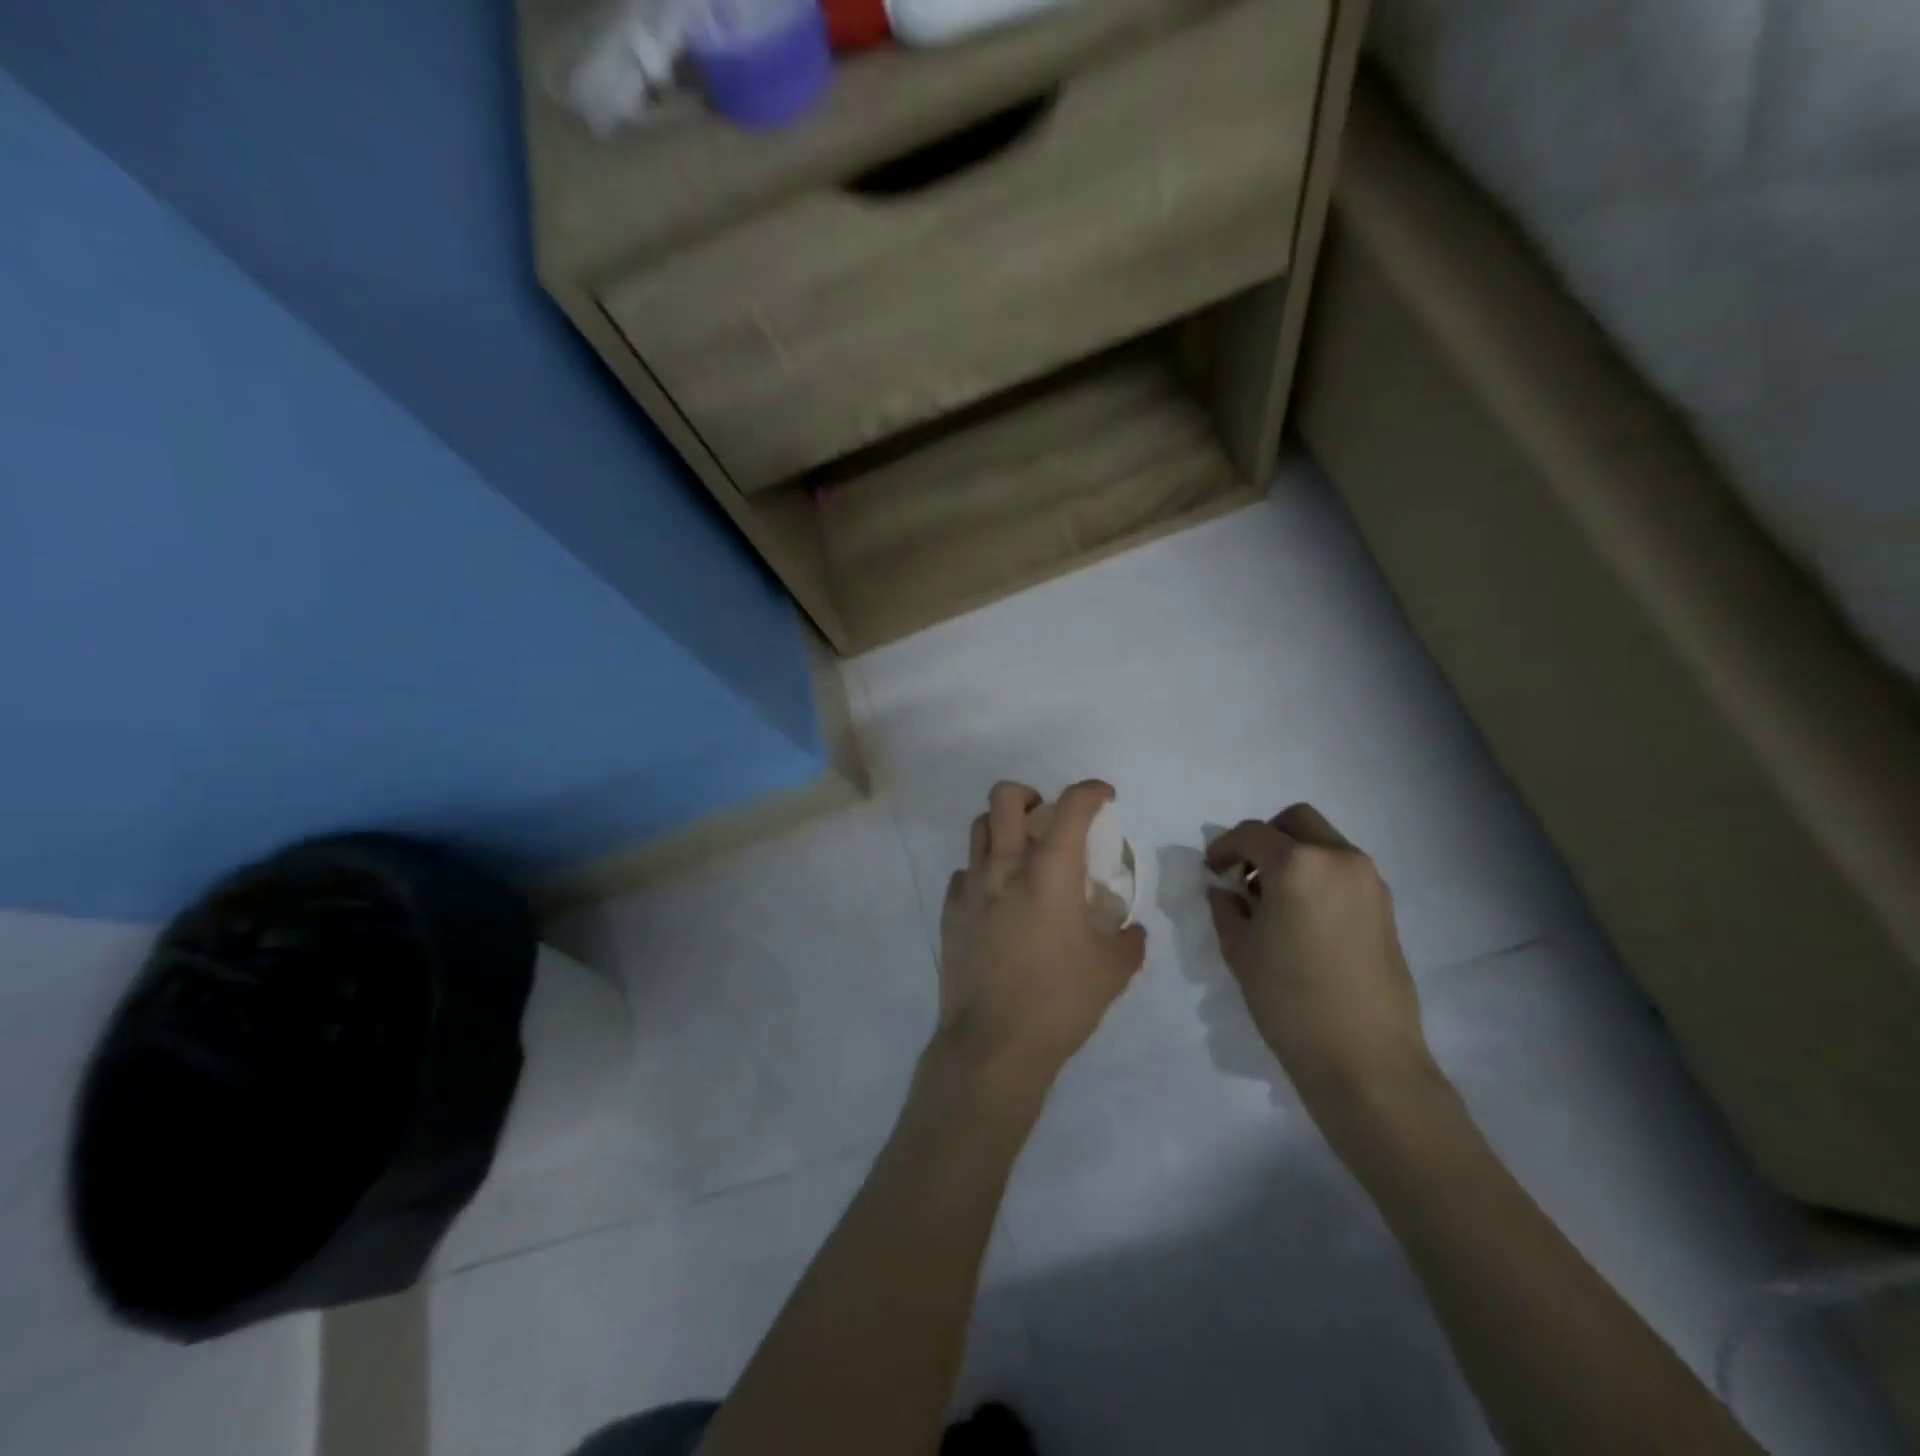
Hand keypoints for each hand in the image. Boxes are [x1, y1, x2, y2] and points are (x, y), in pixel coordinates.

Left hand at [937, 780, 1147, 1099]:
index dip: (1090, 791)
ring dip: (1003, 827)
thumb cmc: (1059, 1002)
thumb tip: (1131, 930)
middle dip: (1030, 794)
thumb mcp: (1112, 973)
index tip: (1103, 796)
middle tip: (1046, 817)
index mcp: (1050, 873)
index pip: (1071, 807)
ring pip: (979, 828)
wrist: (993, 1045)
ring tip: (1021, 854)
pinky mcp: (950, 912)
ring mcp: (971, 889)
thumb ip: (1127, 941)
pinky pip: (964, 873)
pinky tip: (997, 898)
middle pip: (1005, 798)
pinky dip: (982, 872)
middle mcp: (1005, 868)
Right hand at [1205, 805, 1434, 1115]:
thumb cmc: (1289, 999)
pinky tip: (1300, 916)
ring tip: (1271, 900)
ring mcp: (1369, 881)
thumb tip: (1225, 890)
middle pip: (1296, 821)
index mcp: (1298, 864)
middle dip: (1265, 838)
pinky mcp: (1385, 907)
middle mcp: (1339, 859)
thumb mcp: (1240, 949)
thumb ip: (1226, 907)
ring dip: (1293, 856)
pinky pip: (1343, 870)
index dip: (1224, 847)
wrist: (1364, 1057)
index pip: (1252, 833)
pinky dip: (1317, 875)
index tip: (1211, 870)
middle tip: (1244, 873)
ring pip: (1323, 843)